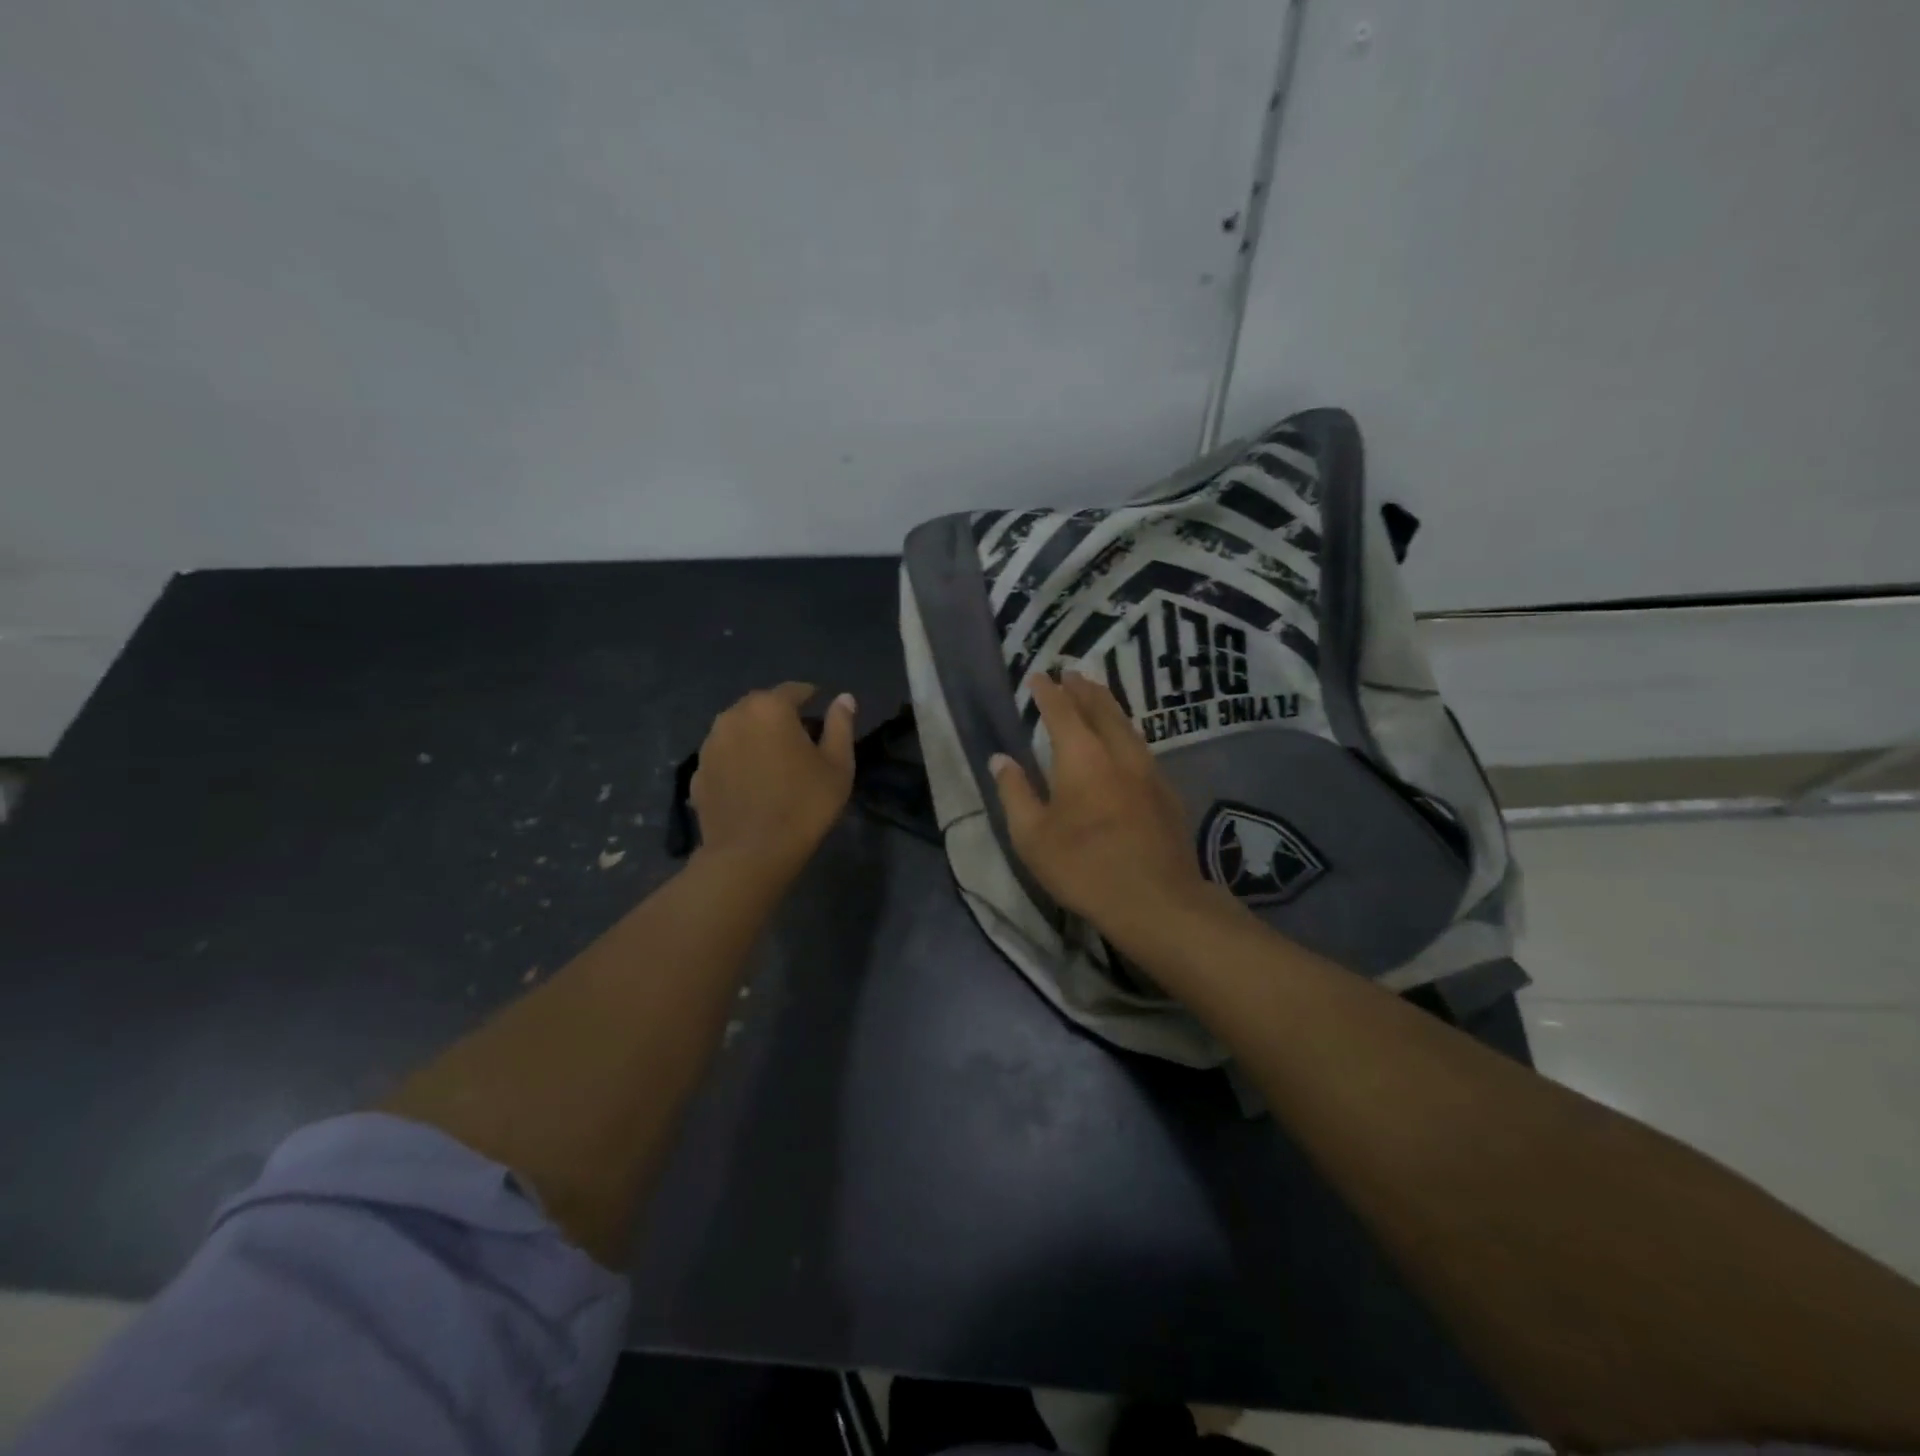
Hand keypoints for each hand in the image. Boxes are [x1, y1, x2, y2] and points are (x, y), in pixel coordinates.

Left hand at [691, 683, 855, 877]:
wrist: (750, 855)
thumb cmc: (803, 805)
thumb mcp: (838, 765)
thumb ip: (841, 726)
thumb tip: (844, 698)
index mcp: (769, 708)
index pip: (794, 690)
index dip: (812, 698)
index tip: (822, 714)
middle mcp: (733, 716)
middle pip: (762, 706)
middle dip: (781, 717)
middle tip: (801, 741)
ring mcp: (710, 745)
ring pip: (739, 730)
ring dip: (756, 738)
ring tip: (773, 763)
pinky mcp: (697, 774)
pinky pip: (724, 757)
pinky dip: (737, 762)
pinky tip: (751, 785)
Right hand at [990, 672, 1223, 936]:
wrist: (1157, 900)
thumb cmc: (1084, 867)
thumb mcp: (1032, 836)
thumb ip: (1015, 792)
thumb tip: (1000, 759)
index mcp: (1081, 756)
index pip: (1061, 710)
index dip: (1047, 692)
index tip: (1037, 677)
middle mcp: (1118, 752)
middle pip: (1101, 708)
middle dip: (1083, 689)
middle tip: (1072, 674)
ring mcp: (1148, 770)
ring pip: (1127, 725)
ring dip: (1109, 706)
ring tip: (1098, 695)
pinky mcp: (1166, 792)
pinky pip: (1141, 747)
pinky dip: (1126, 732)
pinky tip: (1125, 744)